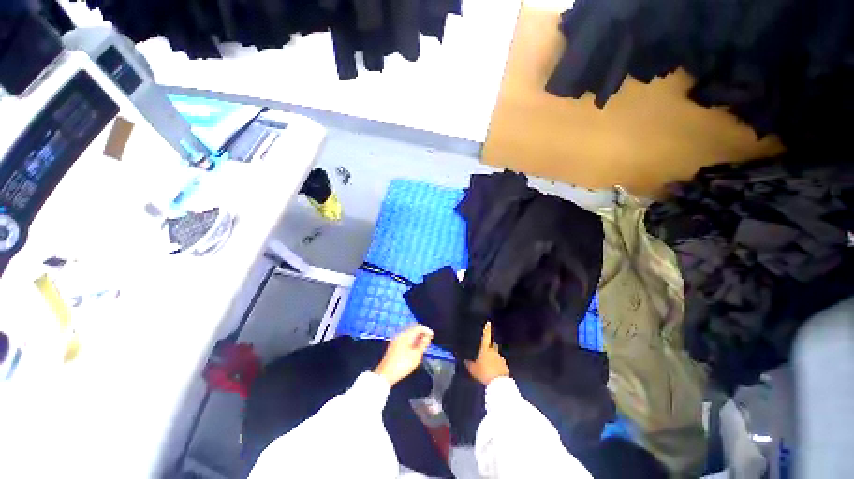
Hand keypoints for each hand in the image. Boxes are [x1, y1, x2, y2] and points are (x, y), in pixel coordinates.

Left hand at [374, 324, 433, 385]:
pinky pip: (405, 339)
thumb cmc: (403, 364)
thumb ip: (423, 344)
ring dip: (416, 337)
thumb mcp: (416, 355)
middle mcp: (400, 335)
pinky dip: (411, 341)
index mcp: (406, 335)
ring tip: (422, 345)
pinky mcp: (393, 346)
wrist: (385, 374)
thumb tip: (427, 337)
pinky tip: (414, 348)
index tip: (432, 336)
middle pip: (413, 329)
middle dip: (421, 333)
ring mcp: (396, 340)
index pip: (418, 327)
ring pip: (408, 334)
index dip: (426, 330)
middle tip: (428, 340)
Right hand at [465, 322, 509, 385]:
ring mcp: (500, 358)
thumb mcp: (473, 369)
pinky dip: (496, 364)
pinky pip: (499, 362)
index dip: (487, 330)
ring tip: (488, 364)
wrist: (498, 382)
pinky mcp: (505, 366)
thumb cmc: (484, 372)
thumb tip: (465, 361)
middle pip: (493, 345)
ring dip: (493, 357)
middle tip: (486, 349)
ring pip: (496, 354)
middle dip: (490, 346)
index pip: (486, 337)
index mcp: (485, 349)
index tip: (489, 323)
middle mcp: (494, 351)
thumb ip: (469, 364)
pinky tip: (493, 370)